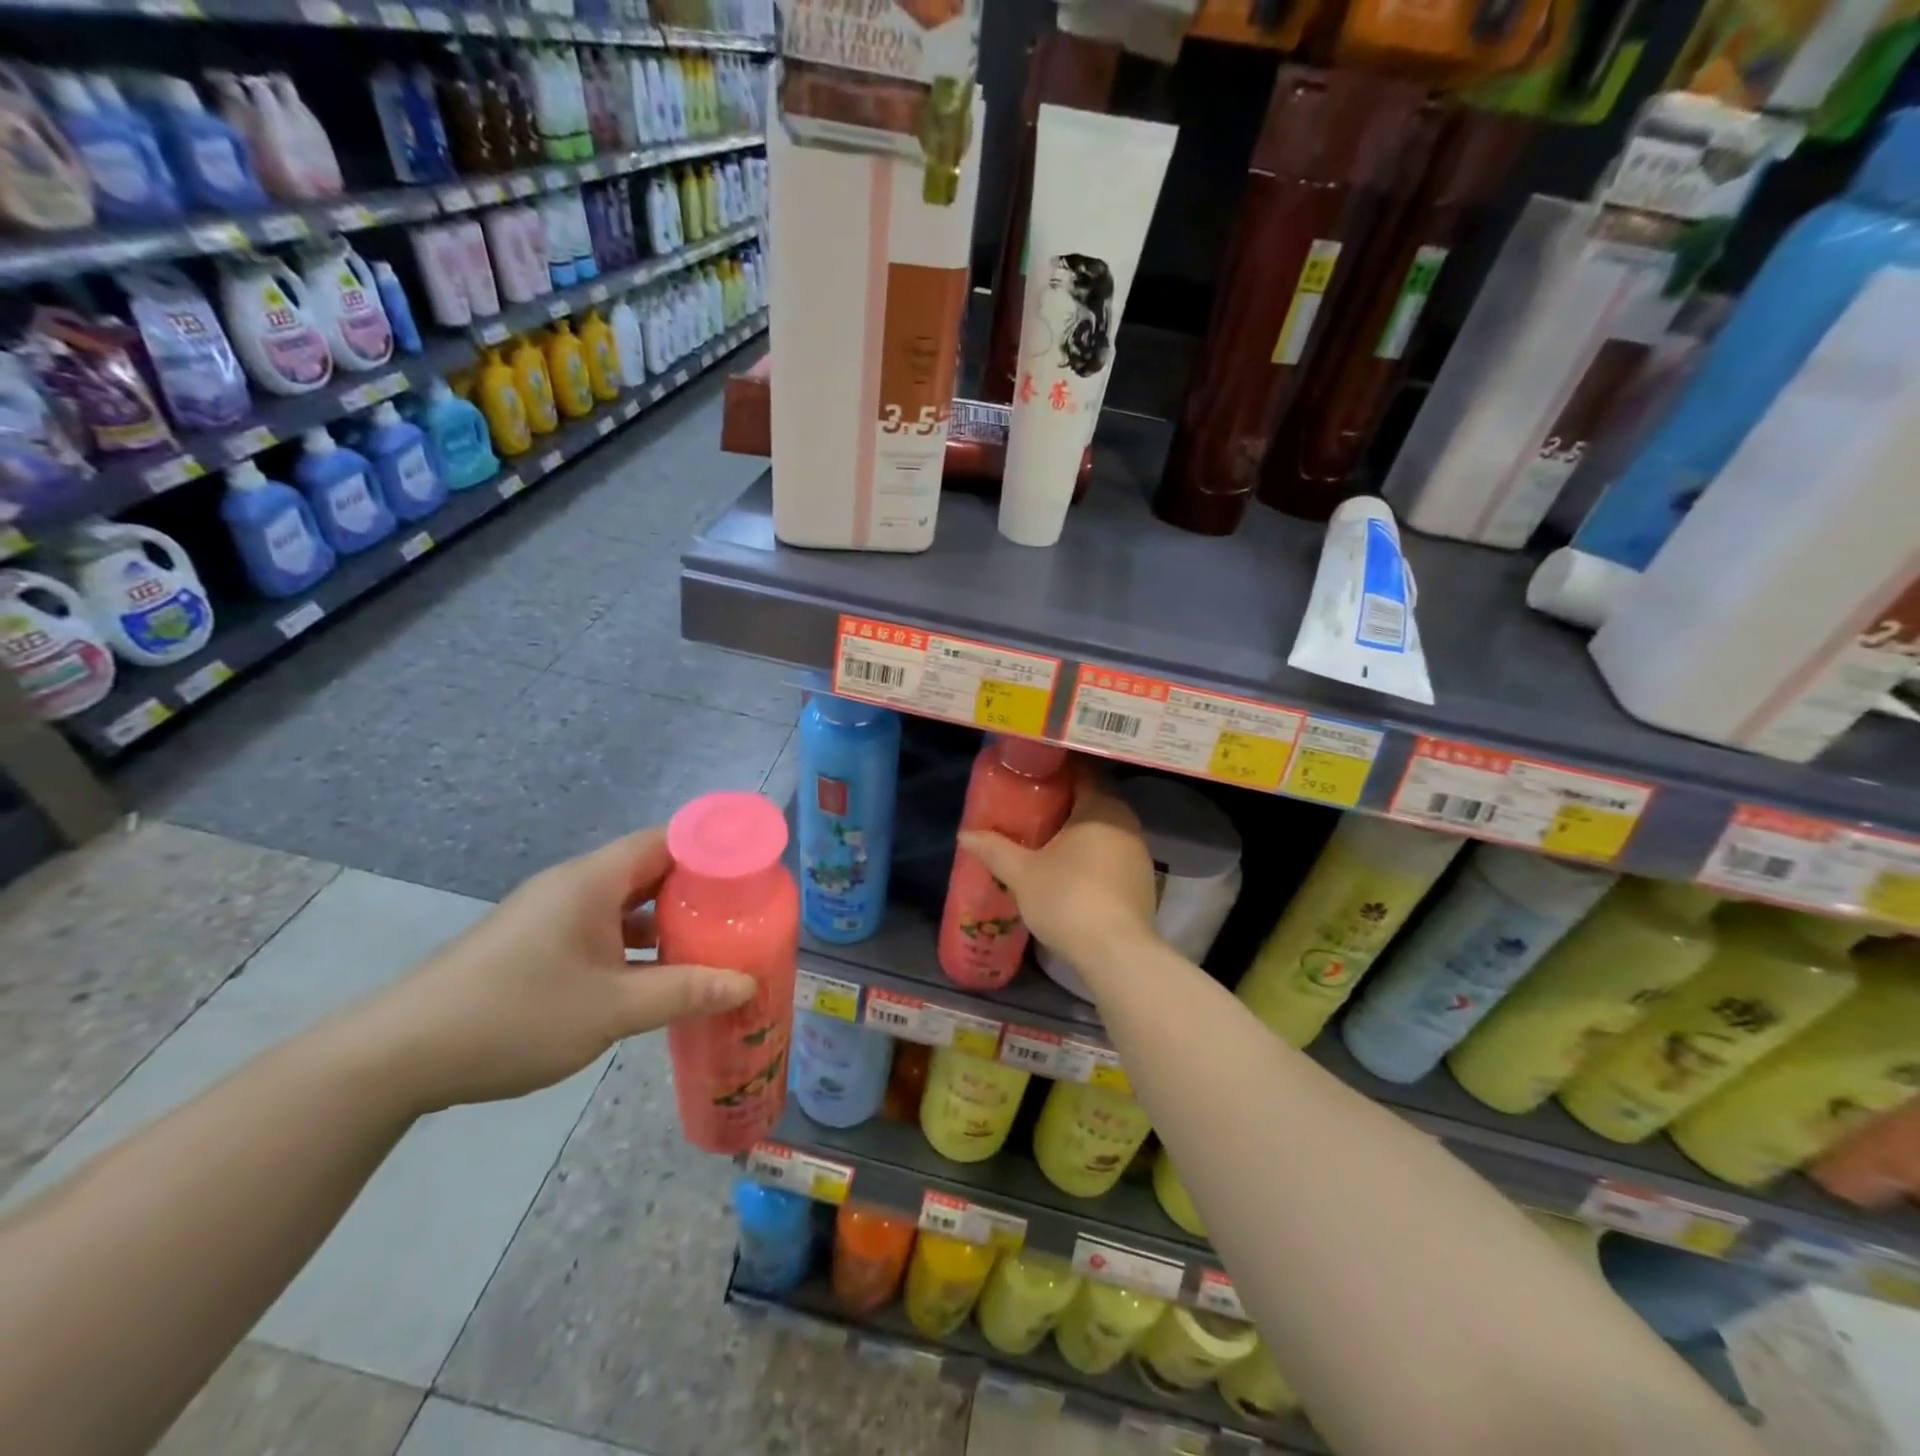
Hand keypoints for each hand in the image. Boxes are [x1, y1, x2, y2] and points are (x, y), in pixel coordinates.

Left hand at [362, 828, 756, 1112]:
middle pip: (649, 868)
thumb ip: (684, 992)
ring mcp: (551, 915)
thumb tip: (747, 984)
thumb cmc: (514, 1016)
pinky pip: (601, 927)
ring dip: (665, 918)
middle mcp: (574, 886)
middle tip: (741, 911)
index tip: (750, 872)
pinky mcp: (536, 943)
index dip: (711, 849)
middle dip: (696, 888)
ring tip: (711, 940)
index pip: (666, 840)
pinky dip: (634, 941)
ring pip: (624, 901)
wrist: (398, 1057)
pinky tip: (655, 973)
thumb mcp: (610, 1009)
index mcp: (592, 881)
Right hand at [959, 764, 1159, 981]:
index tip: (1032, 775)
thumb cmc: (1067, 898)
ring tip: (1049, 840)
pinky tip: (1073, 871)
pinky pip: (1114, 855)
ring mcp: (1140, 852)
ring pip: (1106, 829)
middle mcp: (1127, 822)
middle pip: (1095, 800)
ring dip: (1082, 831)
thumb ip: (995, 850)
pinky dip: (1095, 855)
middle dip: (1066, 802)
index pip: (1082, 773)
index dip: (1056, 771)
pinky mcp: (1144, 881)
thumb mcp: (1022, 873)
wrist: (1115, 952)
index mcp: (1101, 807)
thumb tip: (965, 835)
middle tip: (1033, 807)